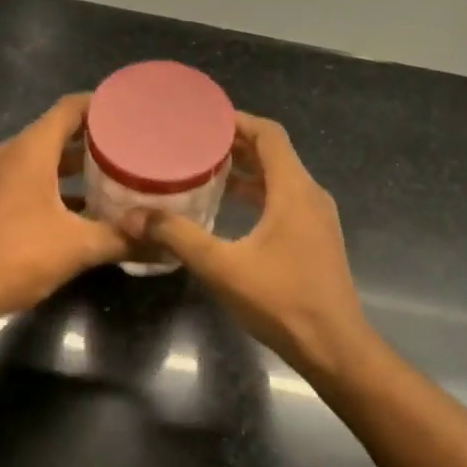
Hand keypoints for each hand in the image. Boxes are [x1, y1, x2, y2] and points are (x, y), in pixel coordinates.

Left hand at [0, 94, 127, 320]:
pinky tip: (87, 208)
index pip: (70, 108)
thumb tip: (164, 243)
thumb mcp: (77, 247)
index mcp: (31, 151)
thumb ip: (122, 239)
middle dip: (97, 137)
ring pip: (46, 158)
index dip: (102, 105)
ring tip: (117, 173)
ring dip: (79, 164)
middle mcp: (13, 155)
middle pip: (59, 131)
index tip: (133, 112)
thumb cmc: (15, 256)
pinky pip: (33, 179)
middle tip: (134, 145)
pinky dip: (60, 185)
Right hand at [120, 113, 373, 380]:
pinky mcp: (316, 239)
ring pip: (281, 179)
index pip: (269, 134)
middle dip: (236, 145)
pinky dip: (259, 195)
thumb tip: (133, 216)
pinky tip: (231, 210)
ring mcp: (317, 218)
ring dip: (247, 171)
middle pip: (275, 153)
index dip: (237, 121)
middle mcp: (311, 195)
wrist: (333, 346)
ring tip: (207, 171)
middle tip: (194, 143)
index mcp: (294, 190)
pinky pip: (285, 200)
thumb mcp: (222, 267)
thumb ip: (178, 237)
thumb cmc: (281, 301)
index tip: (203, 119)